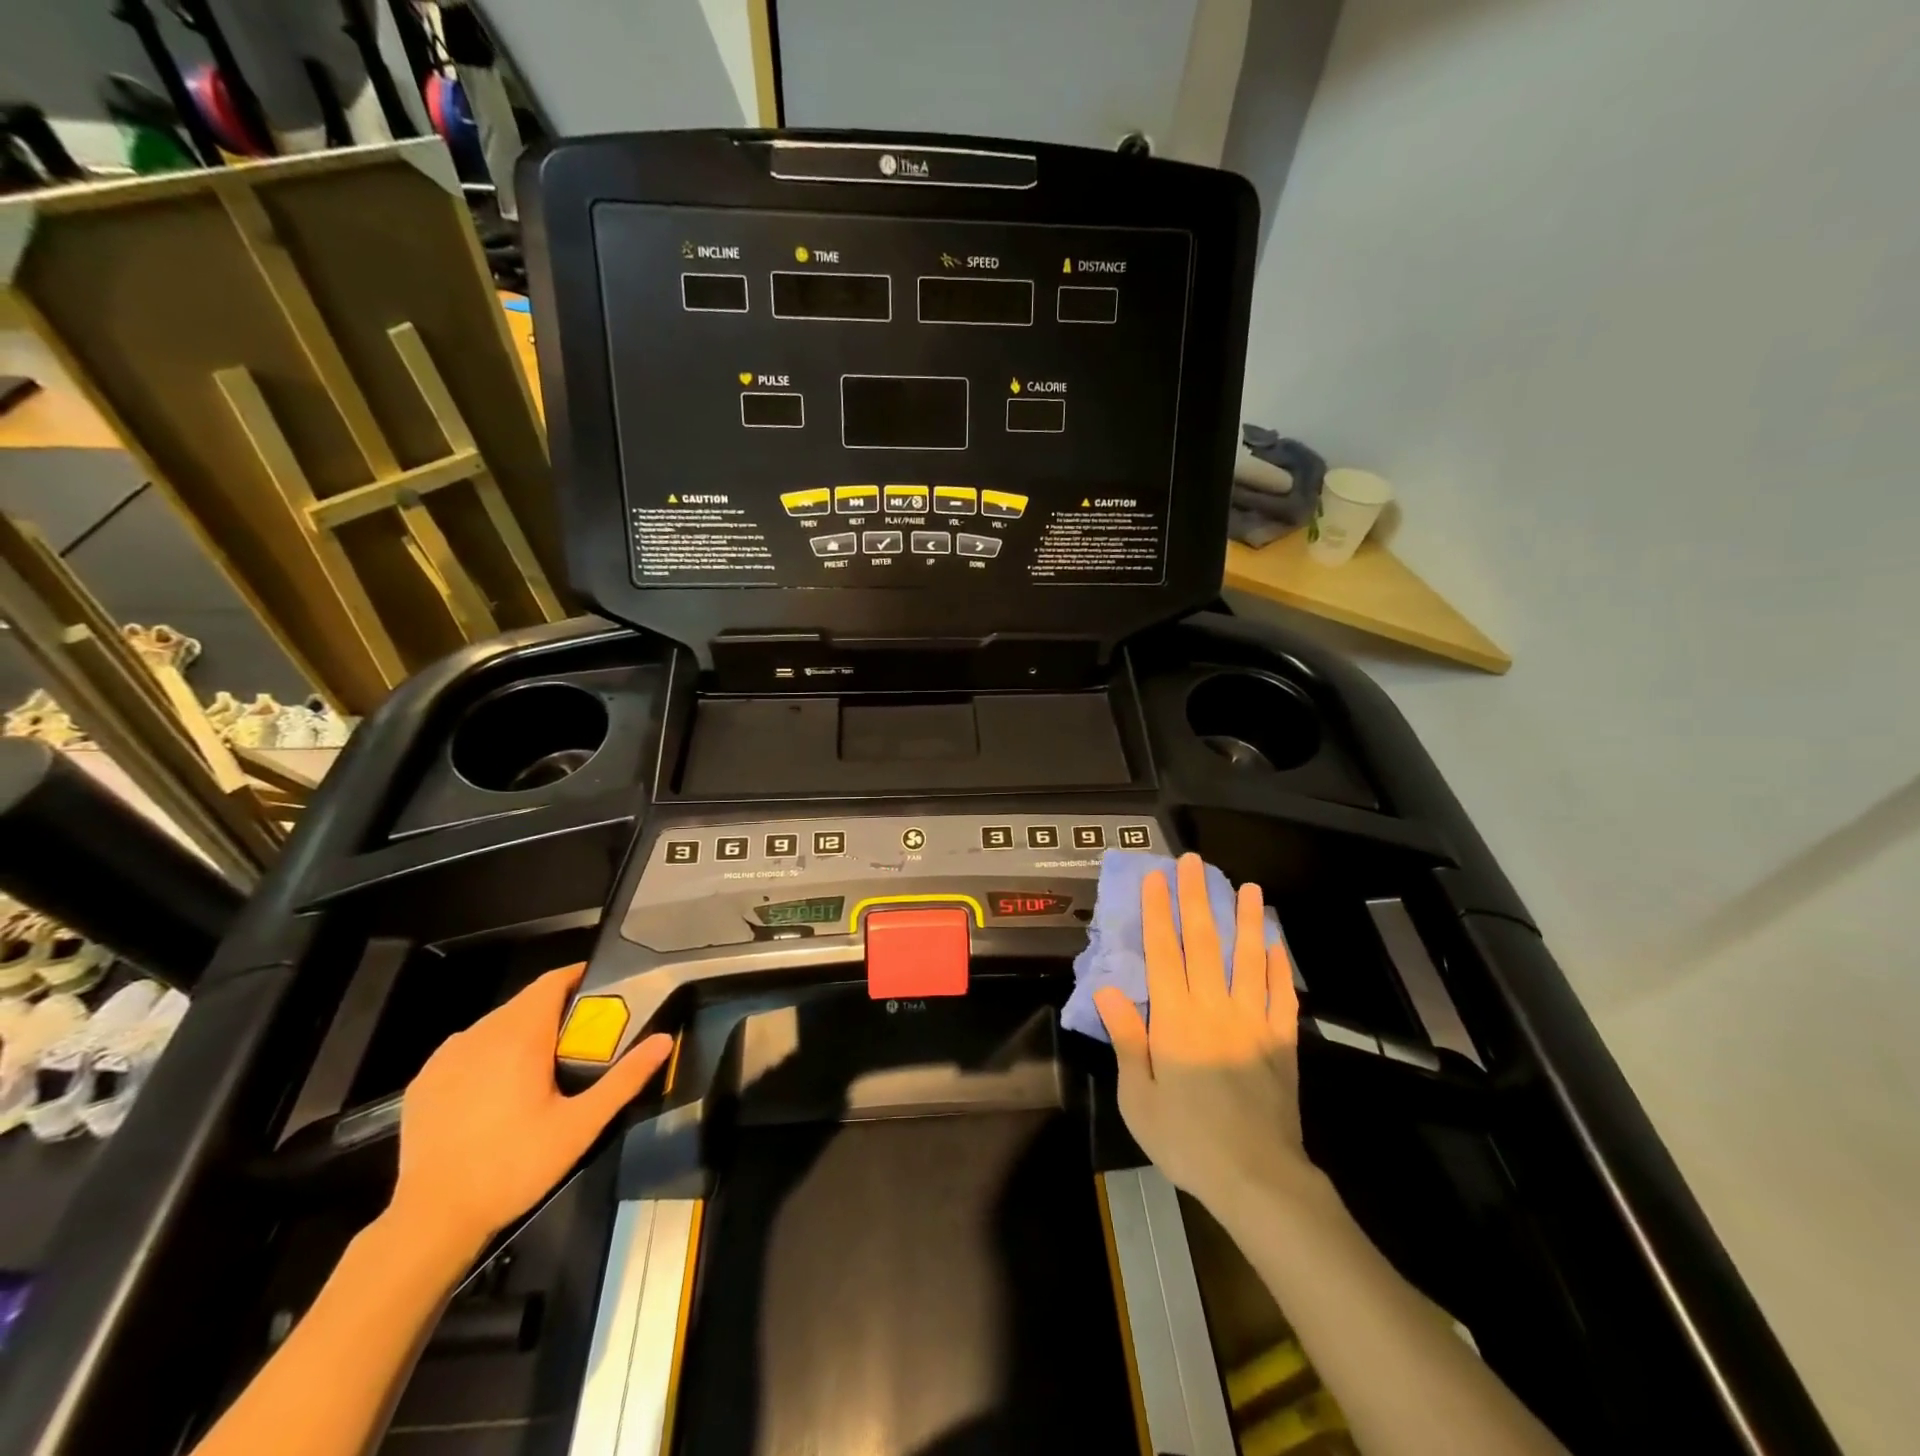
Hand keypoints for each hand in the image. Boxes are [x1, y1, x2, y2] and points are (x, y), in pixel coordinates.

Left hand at [391, 964, 671, 1254]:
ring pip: (495, 1025)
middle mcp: (480, 1034)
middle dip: (555, 1010)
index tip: (603, 991)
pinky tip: (496, 1088)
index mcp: (520, 1036)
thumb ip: (625, 1078)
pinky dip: (488, 1053)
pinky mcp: (424, 1081)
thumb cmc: (515, 1166)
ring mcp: (447, 1056)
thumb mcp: (581, 1126)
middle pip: (526, 1002)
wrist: (432, 1220)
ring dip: (522, 1031)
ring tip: (542, 1065)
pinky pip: (467, 1048)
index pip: (552, 982)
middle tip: (582, 1038)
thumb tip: (664, 1040)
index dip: (578, 977)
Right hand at [1094, 854, 1317, 1218]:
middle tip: (1196, 863)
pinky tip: (1276, 944)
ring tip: (1249, 888)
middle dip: (1198, 899)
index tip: (1157, 878)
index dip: (1159, 912)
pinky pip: (1281, 996)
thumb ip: (1128, 1039)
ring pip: (1249, 960)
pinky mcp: (1281, 1042)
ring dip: (1247, 921)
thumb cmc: (1187, 1140)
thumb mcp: (1138, 1097)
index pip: (1164, 952)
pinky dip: (1278, 967)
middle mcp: (1214, 1008)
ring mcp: (1253, 1022)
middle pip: (1205, 943)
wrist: (1258, 1180)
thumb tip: (1107, 989)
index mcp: (1175, 1020)